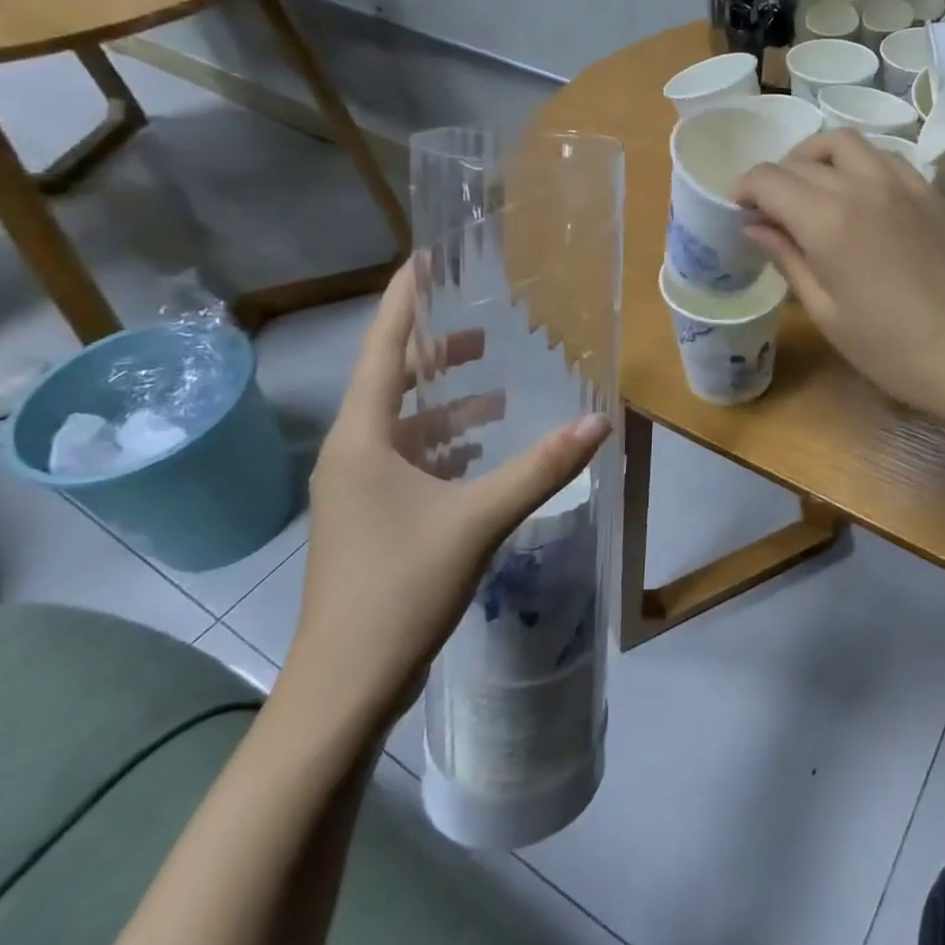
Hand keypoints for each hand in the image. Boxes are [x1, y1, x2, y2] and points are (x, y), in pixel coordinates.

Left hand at [284, 263, 609, 734]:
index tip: (422, 259)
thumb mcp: (478, 519)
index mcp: (361, 439)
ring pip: (404, 426)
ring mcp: (359, 490)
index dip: (402, 301)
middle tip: (482, 326)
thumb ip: (541, 467)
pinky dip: (446, 446)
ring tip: (494, 389)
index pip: (381, 349)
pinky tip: (481, 452)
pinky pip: (411, 461)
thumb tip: (599, 421)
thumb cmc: (400, 587)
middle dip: (433, 351)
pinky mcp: (374, 519)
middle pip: (391, 383)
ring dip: (446, 404)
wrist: (344, 685)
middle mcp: (352, 454)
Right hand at [734, 130, 944, 422]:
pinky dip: (858, 163)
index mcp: (828, 220)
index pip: (769, 179)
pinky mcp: (930, 192)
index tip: (741, 210)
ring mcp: (902, 183)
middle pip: (802, 159)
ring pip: (845, 143)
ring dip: (816, 158)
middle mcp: (862, 186)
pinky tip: (858, 195)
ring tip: (811, 190)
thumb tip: (754, 226)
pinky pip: (884, 157)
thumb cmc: (889, 348)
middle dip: (776, 178)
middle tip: (772, 211)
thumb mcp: (826, 311)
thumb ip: (788, 258)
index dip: (745, 189)